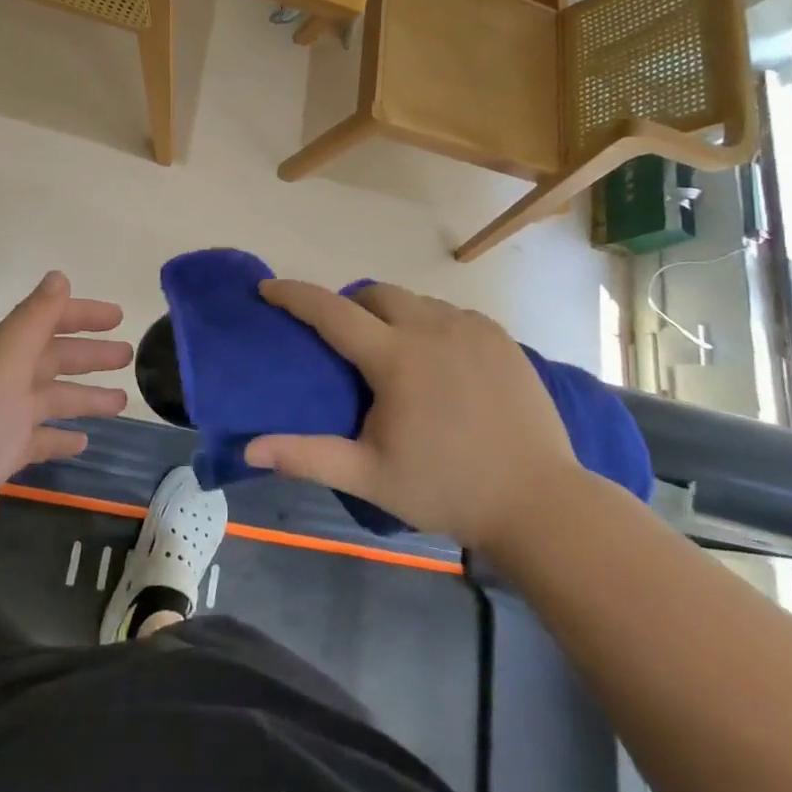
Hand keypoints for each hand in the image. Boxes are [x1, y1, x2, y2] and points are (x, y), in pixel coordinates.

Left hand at [0, 271, 130, 578]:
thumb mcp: (2, 365)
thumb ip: (33, 321)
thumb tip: (58, 276)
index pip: (43, 322)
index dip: (80, 315)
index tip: (119, 316)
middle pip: (49, 361)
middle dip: (88, 356)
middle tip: (129, 356)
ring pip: (47, 401)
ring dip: (83, 397)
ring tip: (122, 402)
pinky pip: (35, 441)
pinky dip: (59, 438)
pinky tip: (83, 442)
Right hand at [244, 280, 580, 558]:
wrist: (541, 503)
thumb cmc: (447, 489)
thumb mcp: (369, 476)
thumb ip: (307, 457)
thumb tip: (249, 450)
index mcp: (396, 357)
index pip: (331, 311)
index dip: (294, 295)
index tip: (268, 288)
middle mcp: (433, 328)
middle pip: (376, 293)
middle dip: (350, 305)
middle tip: (344, 339)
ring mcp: (472, 329)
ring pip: (416, 300)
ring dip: (392, 314)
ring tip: (392, 351)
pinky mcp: (501, 339)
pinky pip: (452, 313)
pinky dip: (431, 323)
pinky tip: (437, 358)